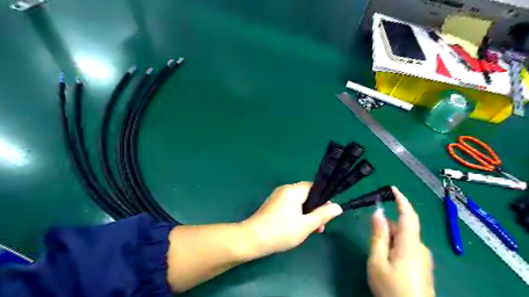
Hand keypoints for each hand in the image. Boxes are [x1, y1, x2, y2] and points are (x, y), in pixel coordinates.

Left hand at [241, 182, 341, 257]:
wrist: (252, 239)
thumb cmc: (281, 231)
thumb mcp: (306, 225)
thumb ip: (322, 215)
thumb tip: (338, 207)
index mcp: (293, 190)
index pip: (314, 187)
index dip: (323, 199)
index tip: (327, 214)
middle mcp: (285, 189)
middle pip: (306, 195)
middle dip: (315, 210)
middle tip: (319, 228)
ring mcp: (277, 197)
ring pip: (298, 202)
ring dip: (306, 214)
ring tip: (309, 231)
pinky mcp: (272, 205)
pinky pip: (289, 206)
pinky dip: (296, 215)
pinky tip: (296, 228)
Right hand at [368, 187, 432, 296]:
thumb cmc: (391, 289)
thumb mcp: (378, 261)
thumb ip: (378, 235)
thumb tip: (378, 213)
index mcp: (410, 244)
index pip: (408, 215)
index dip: (401, 199)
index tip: (393, 188)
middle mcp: (420, 248)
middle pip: (402, 227)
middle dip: (387, 226)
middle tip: (372, 239)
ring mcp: (423, 258)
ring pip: (403, 238)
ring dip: (389, 238)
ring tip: (378, 256)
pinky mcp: (423, 266)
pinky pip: (407, 248)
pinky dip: (395, 246)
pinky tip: (387, 262)